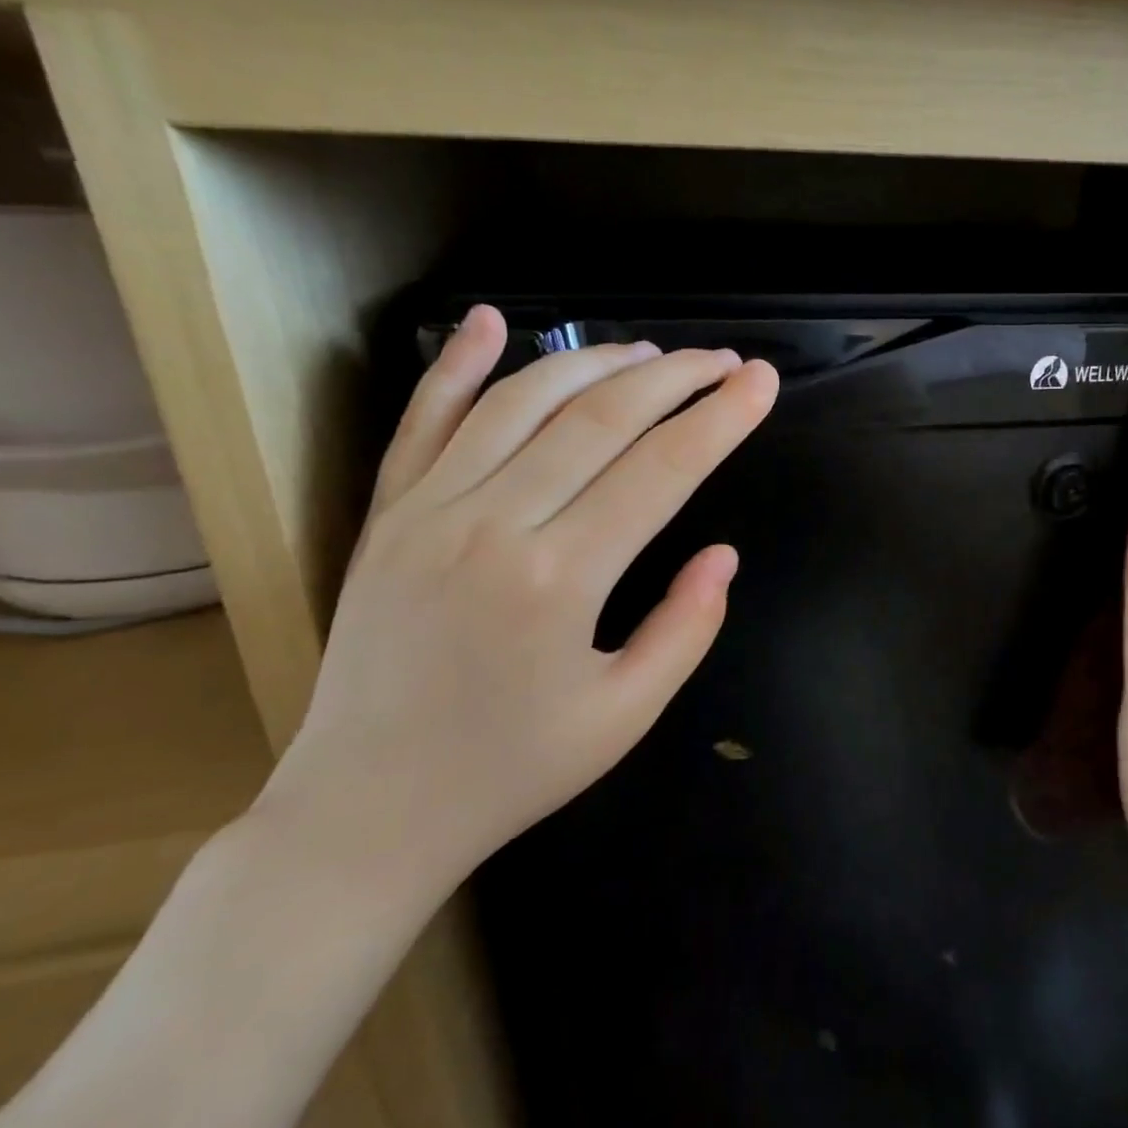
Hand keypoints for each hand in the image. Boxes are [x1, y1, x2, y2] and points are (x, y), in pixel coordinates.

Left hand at [252, 305, 779, 913]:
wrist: (366, 809)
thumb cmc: (511, 769)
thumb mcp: (625, 716)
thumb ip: (686, 628)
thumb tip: (723, 555)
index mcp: (559, 580)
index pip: (662, 469)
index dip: (721, 419)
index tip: (762, 382)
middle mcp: (492, 524)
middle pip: (600, 418)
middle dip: (675, 378)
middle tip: (725, 361)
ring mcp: (428, 510)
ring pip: (522, 401)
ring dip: (596, 363)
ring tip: (653, 354)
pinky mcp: (387, 514)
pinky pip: (424, 420)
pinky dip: (457, 363)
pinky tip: (490, 319)